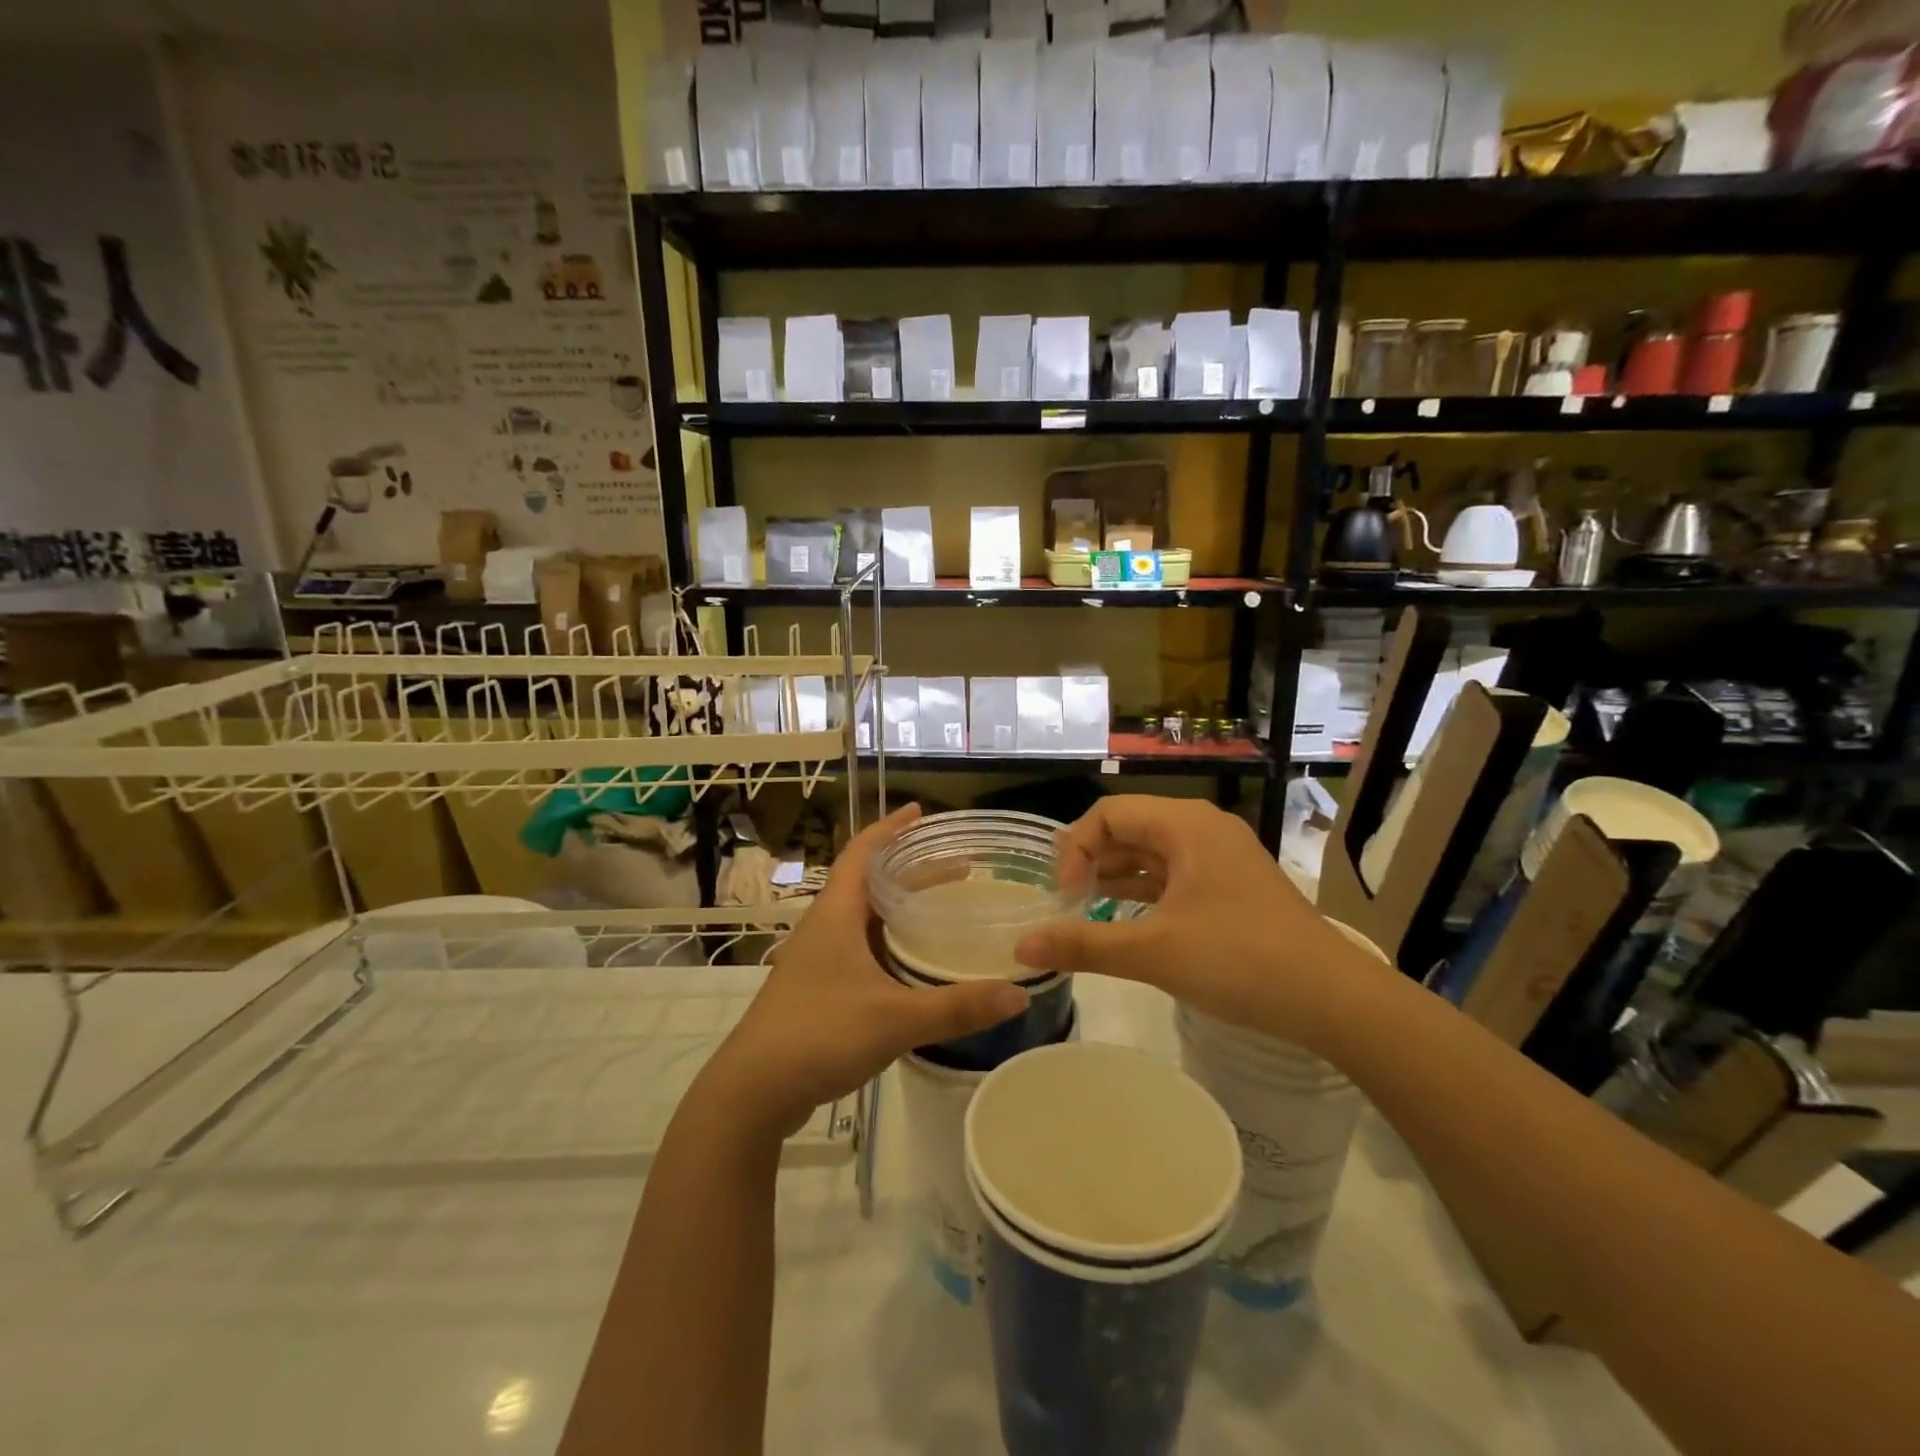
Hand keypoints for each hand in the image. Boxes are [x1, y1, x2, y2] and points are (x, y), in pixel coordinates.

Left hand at [705, 804, 1028, 1139]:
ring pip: (864, 917)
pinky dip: (889, 940)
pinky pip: (860, 947)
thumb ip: (957, 1007)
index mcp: (836, 914)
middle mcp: (825, 927)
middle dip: (912, 870)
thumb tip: (1020, 993)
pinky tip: (913, 963)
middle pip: (870, 882)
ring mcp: (817, 959)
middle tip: (959, 868)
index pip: (863, 852)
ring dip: (900, 907)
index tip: (921, 811)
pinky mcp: (817, 987)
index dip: (891, 828)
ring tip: (942, 909)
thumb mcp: (895, 1019)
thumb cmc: (819, 1034)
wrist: (754, 1090)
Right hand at [1013, 797, 1387, 1049]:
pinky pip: (1175, 875)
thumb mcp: (1154, 952)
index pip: (1109, 814)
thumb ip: (1083, 944)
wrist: (1335, 1000)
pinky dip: (1146, 891)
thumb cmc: (1240, 961)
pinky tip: (1126, 919)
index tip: (1065, 896)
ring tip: (1085, 909)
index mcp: (1185, 825)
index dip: (1076, 849)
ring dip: (1117, 876)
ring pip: (1153, 853)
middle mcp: (1203, 828)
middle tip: (1067, 901)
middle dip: (1092, 860)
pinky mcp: (1233, 886)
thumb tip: (1021, 949)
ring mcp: (1222, 857)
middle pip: (1130, 828)